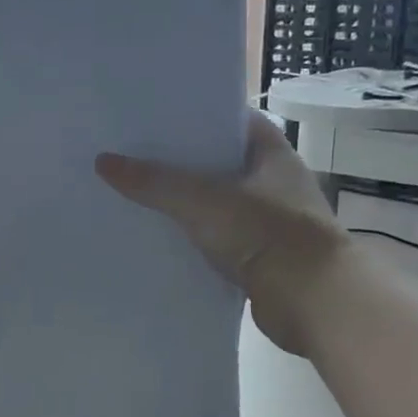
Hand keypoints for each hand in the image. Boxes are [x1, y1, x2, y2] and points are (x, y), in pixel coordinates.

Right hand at [96, 111, 352, 354]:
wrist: (314, 301)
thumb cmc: (266, 234)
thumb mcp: (203, 200)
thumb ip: (154, 182)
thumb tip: (103, 161)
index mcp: (271, 153)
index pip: (230, 119)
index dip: (194, 114)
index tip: (153, 115)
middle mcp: (272, 182)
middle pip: (217, 161)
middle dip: (178, 160)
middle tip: (131, 154)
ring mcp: (267, 220)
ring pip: (214, 202)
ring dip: (182, 201)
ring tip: (134, 193)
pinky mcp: (258, 256)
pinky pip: (215, 237)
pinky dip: (191, 237)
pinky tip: (156, 237)